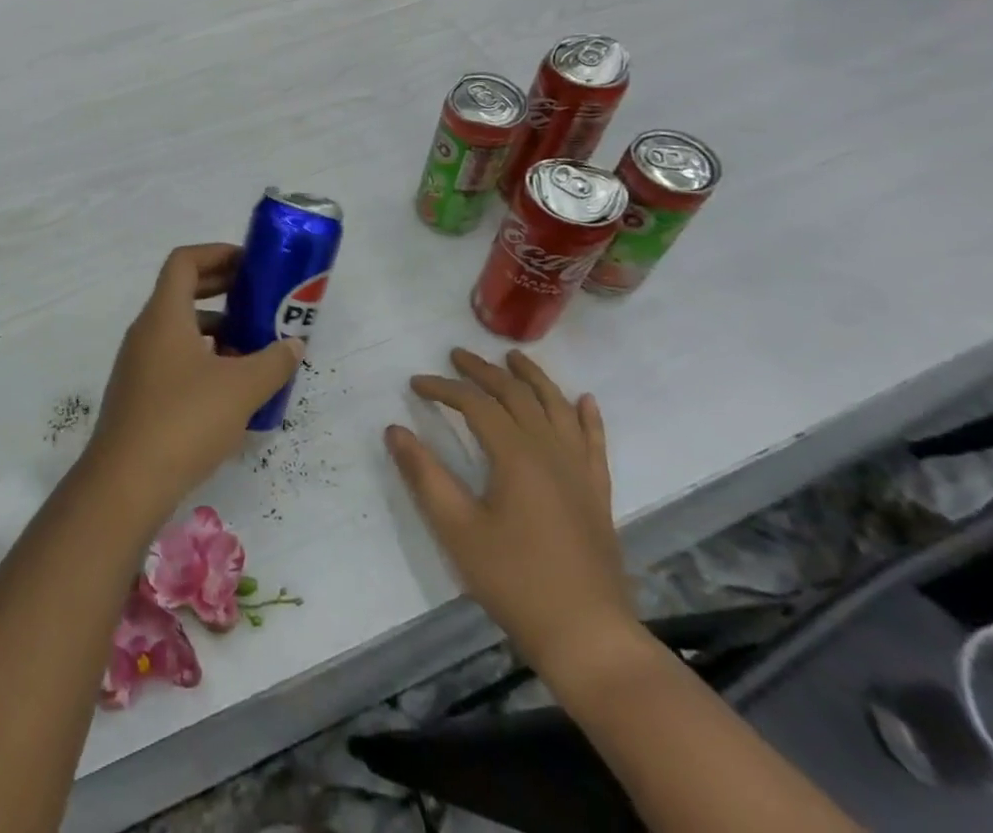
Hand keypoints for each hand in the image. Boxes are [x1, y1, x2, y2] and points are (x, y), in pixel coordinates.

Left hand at [86, 244, 300, 525]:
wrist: (126, 484)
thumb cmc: (184, 420)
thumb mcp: (241, 388)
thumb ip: (272, 362)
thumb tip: (293, 345)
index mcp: (164, 315)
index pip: (184, 261)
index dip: (217, 253)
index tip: (249, 263)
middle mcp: (146, 332)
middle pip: (182, 292)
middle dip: (223, 290)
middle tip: (259, 298)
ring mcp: (139, 365)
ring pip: (181, 330)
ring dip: (217, 331)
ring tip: (255, 348)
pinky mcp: (140, 395)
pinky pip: (175, 360)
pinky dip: (204, 360)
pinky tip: (232, 390)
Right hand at [386, 347, 634, 680]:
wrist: (588, 637)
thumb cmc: (514, 581)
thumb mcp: (456, 529)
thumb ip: (424, 475)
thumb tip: (394, 430)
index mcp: (516, 456)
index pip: (475, 404)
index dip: (444, 388)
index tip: (416, 383)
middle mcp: (551, 451)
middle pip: (517, 395)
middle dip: (484, 371)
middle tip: (457, 356)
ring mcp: (580, 471)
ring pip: (557, 408)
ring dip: (534, 378)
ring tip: (514, 357)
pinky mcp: (598, 494)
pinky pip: (595, 442)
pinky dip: (588, 417)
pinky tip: (584, 400)